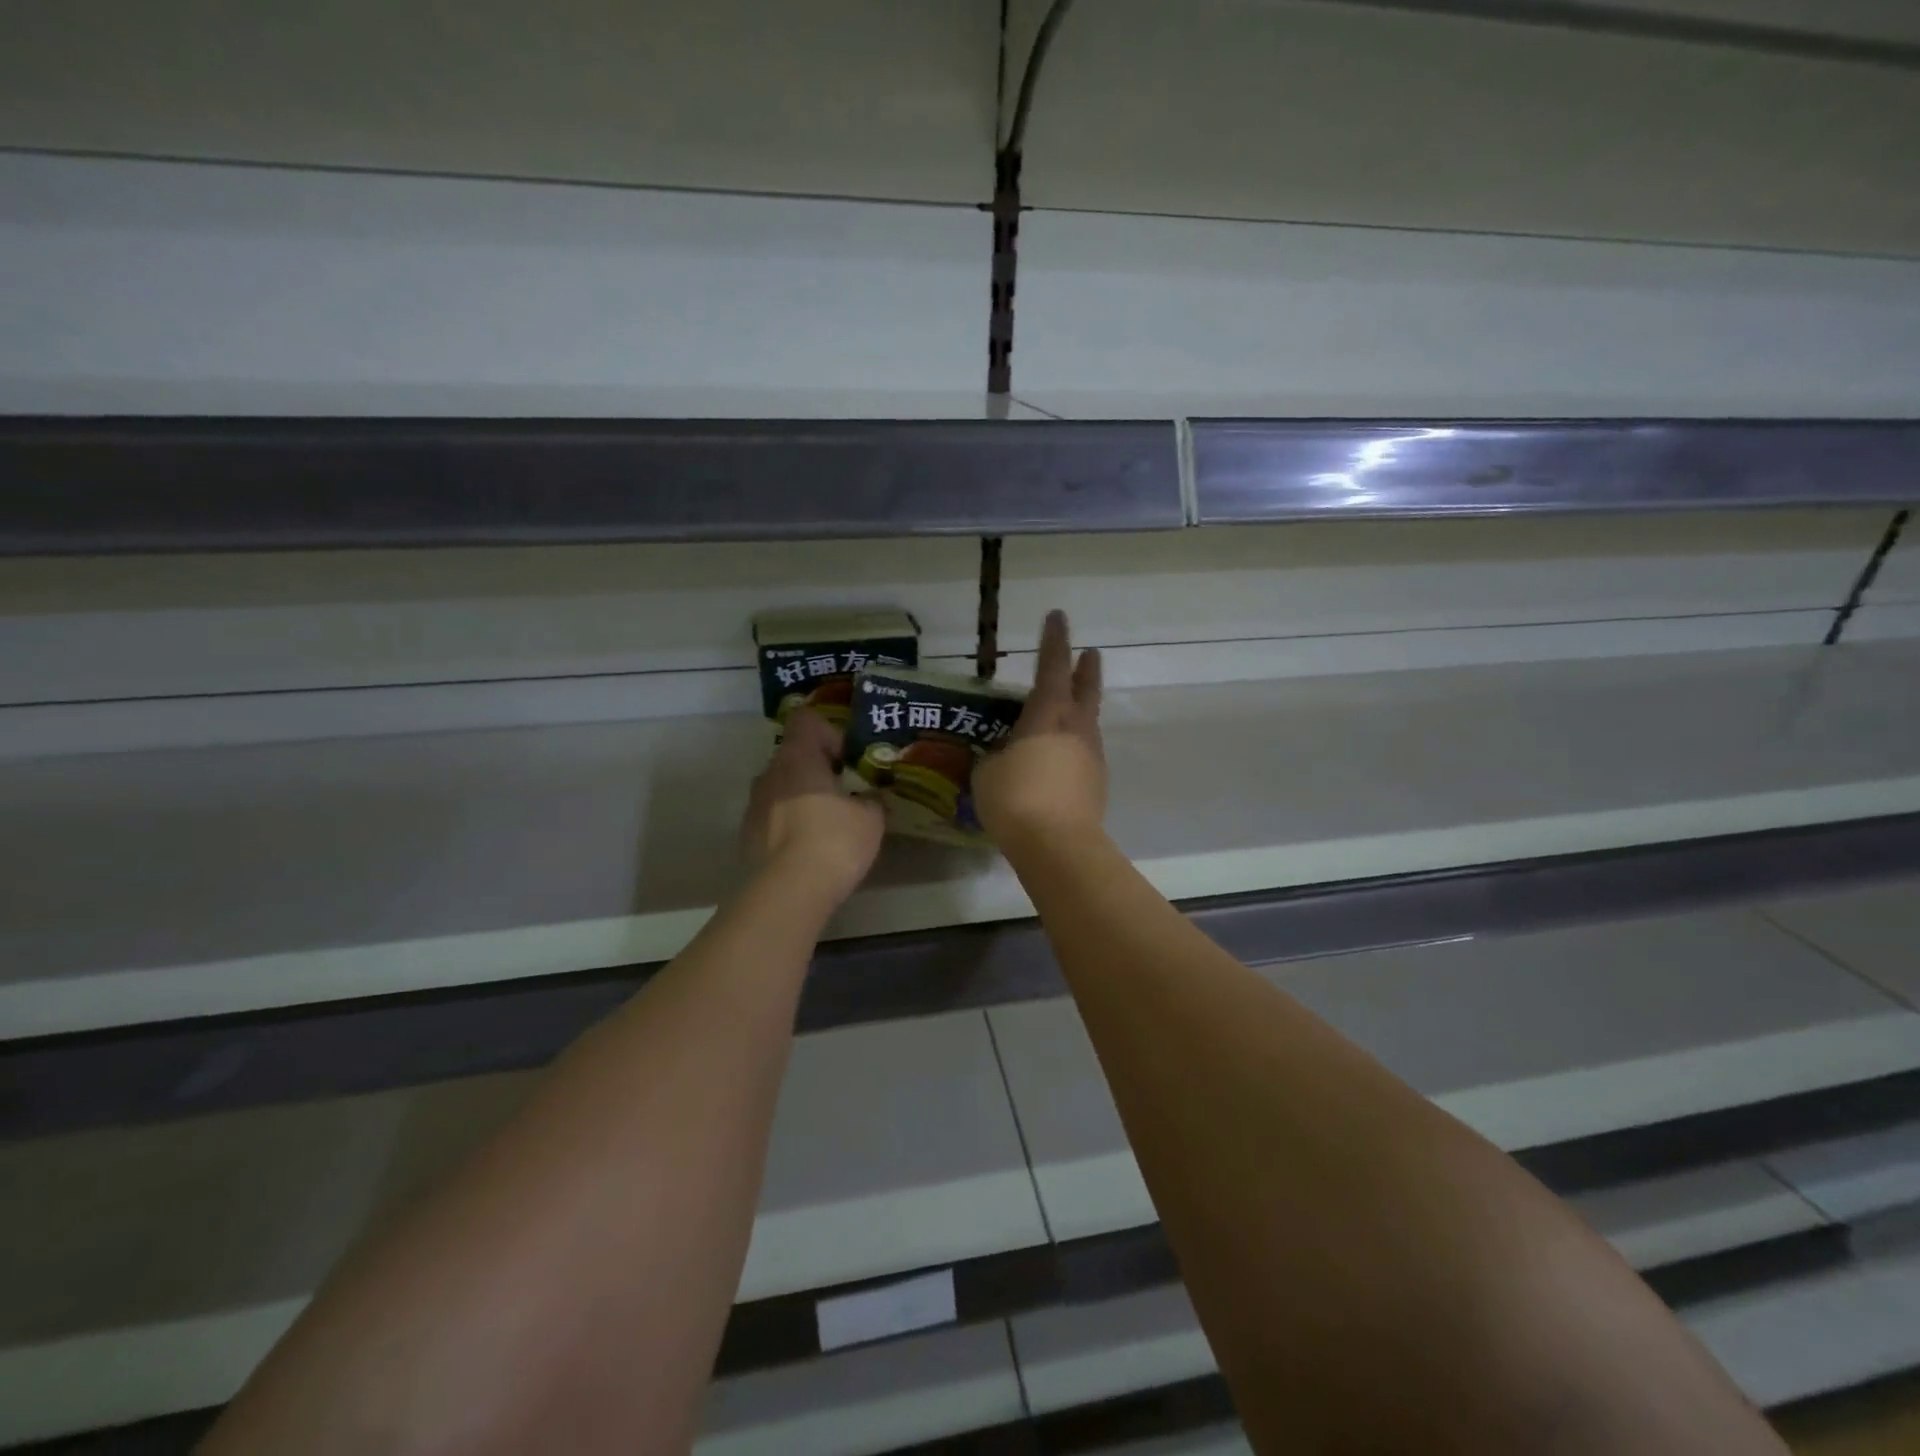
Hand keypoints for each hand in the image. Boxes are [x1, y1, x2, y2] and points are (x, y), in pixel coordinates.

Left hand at [741, 709, 884, 906]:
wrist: (788, 893)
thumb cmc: (834, 842)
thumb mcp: (871, 819)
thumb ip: (872, 801)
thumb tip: (870, 799)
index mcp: (798, 758)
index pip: (806, 720)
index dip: (829, 732)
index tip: (846, 760)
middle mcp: (769, 774)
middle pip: (793, 756)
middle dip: (817, 770)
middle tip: (844, 794)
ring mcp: (753, 806)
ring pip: (780, 788)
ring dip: (801, 798)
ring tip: (827, 825)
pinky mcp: (747, 837)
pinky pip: (772, 818)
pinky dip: (789, 825)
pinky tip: (809, 849)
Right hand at [975, 610, 1106, 849]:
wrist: (1058, 846)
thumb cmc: (1015, 799)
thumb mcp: (987, 772)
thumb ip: (995, 755)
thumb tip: (1002, 754)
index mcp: (1047, 715)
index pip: (1051, 666)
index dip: (1054, 640)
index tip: (1058, 616)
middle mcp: (1075, 728)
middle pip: (1085, 689)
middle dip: (1085, 669)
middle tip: (1090, 653)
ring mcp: (1090, 756)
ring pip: (1088, 721)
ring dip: (1082, 707)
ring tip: (1070, 707)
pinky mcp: (1096, 784)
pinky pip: (1084, 751)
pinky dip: (1075, 743)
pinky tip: (1061, 755)